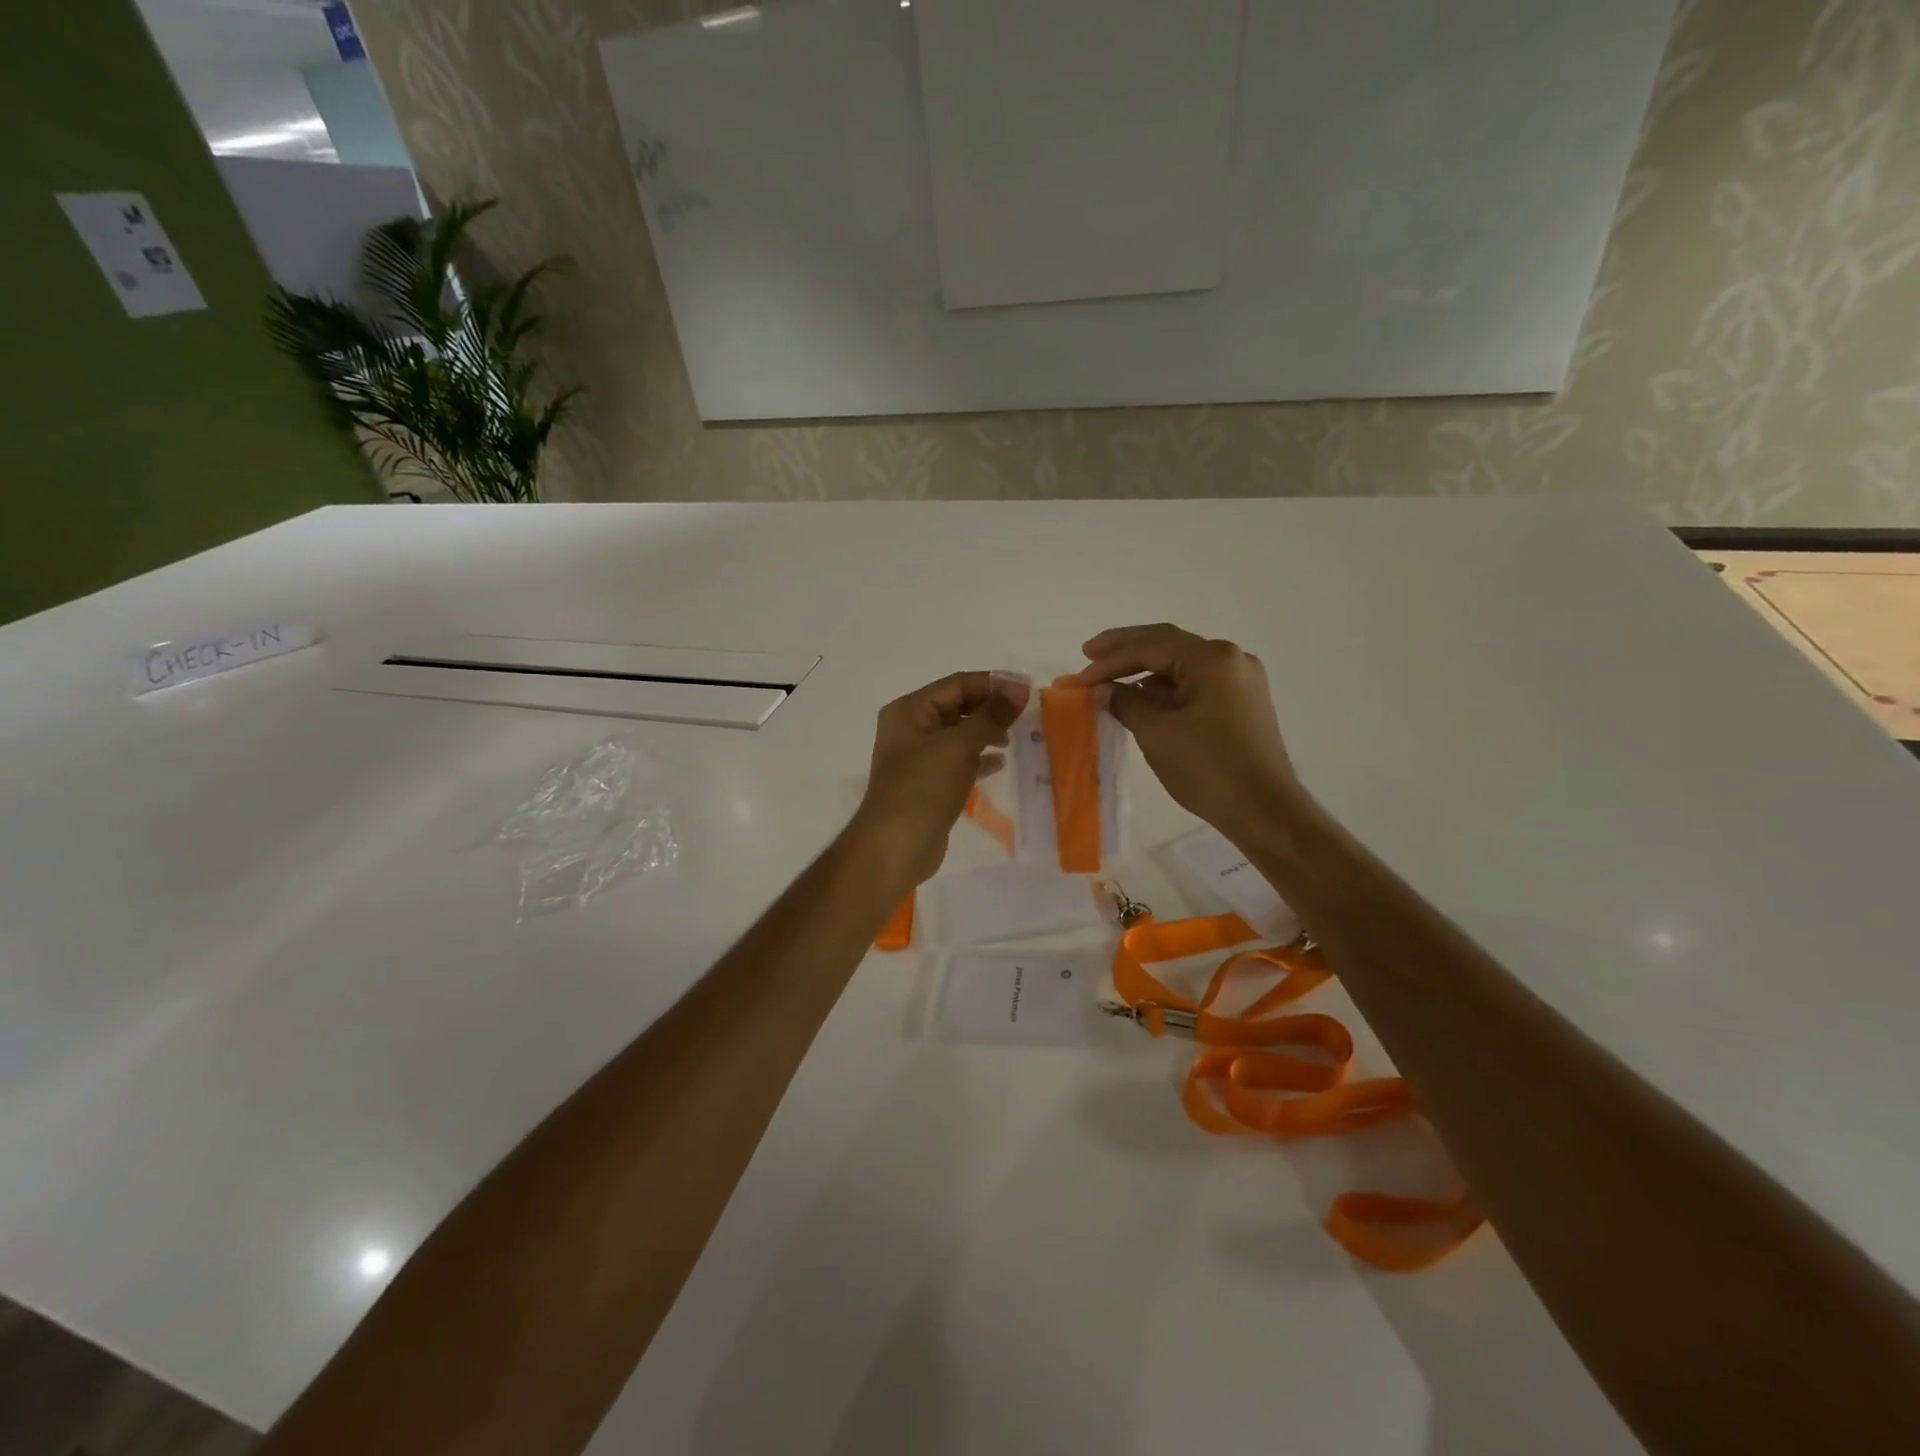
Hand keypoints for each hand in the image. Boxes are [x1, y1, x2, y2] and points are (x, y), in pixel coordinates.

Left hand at [848, 671, 1025, 887]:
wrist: (895, 846)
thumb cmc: (923, 787)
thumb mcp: (958, 745)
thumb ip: (990, 715)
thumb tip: (1019, 688)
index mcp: (909, 710)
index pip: (957, 684)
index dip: (993, 683)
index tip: (1028, 690)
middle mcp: (911, 728)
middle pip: (958, 707)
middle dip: (991, 708)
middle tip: (1027, 714)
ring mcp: (918, 758)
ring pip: (960, 734)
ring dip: (987, 732)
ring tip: (1016, 738)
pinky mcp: (929, 783)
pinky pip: (959, 761)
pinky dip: (979, 758)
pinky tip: (1001, 763)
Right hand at [1073, 624, 1306, 842]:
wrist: (1264, 811)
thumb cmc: (1207, 767)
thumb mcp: (1156, 733)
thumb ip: (1125, 702)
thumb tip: (1104, 689)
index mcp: (1211, 658)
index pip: (1150, 645)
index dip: (1110, 658)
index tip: (1080, 675)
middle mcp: (1231, 659)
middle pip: (1168, 646)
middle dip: (1126, 653)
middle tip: (1090, 655)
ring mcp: (1242, 681)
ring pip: (1183, 666)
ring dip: (1146, 674)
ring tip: (1112, 685)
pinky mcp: (1244, 704)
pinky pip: (1197, 685)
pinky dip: (1168, 690)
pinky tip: (1146, 702)